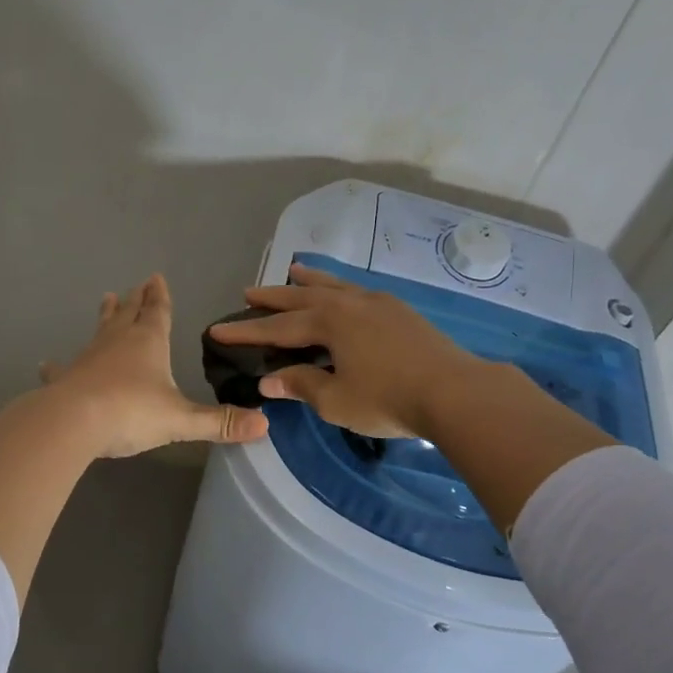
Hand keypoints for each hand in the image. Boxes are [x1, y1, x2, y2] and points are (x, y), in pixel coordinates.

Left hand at [39, 274, 268, 457]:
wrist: (73, 422)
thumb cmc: (131, 412)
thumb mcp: (181, 420)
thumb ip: (220, 422)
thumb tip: (264, 424)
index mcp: (148, 343)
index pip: (157, 312)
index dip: (159, 296)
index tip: (156, 277)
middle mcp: (117, 342)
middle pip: (128, 314)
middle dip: (135, 299)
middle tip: (136, 285)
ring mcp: (88, 358)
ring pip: (99, 331)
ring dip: (105, 317)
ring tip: (106, 299)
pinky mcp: (65, 379)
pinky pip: (62, 369)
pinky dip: (57, 366)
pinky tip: (47, 364)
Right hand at [207, 263, 482, 437]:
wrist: (455, 391)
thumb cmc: (389, 398)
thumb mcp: (336, 400)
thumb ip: (301, 385)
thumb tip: (269, 381)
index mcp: (329, 323)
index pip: (277, 327)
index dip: (246, 331)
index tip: (217, 329)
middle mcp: (349, 303)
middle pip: (302, 297)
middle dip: (273, 297)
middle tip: (248, 292)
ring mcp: (378, 303)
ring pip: (334, 286)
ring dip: (309, 281)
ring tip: (293, 272)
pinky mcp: (400, 311)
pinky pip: (356, 290)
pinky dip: (338, 287)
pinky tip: (342, 293)